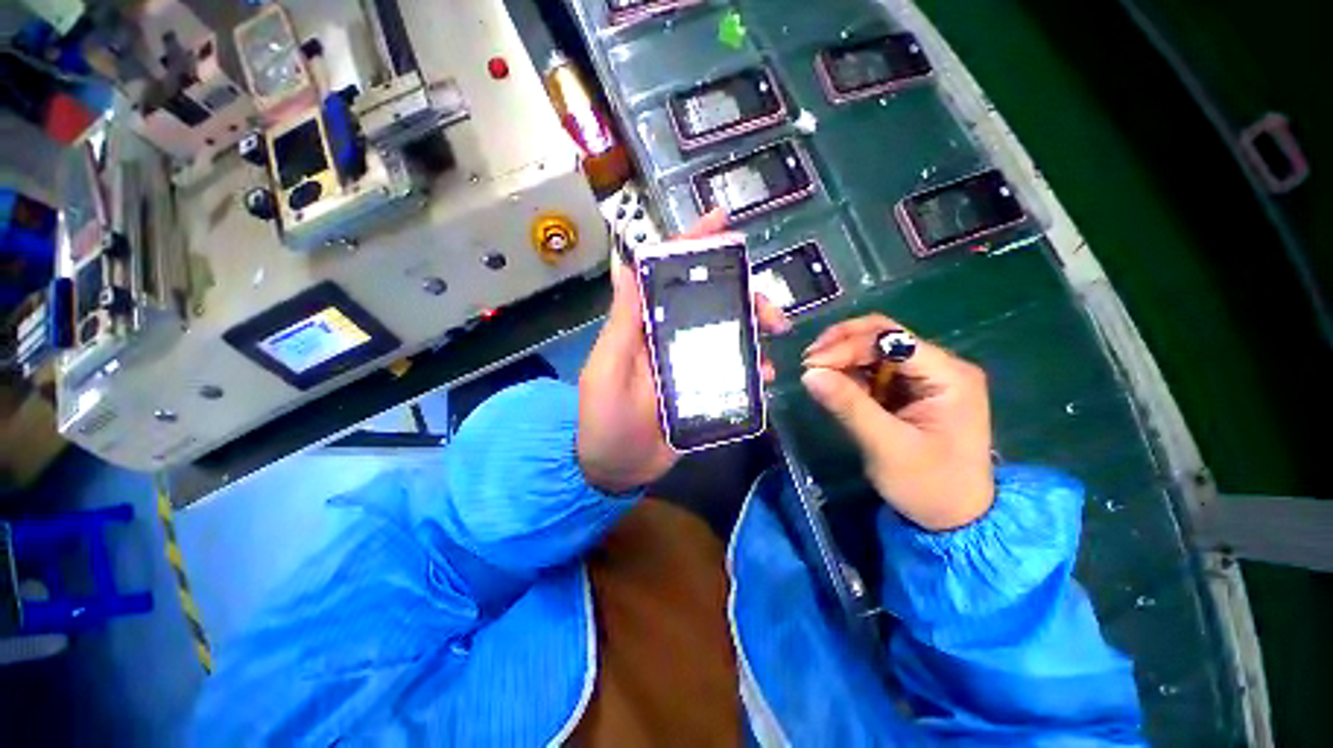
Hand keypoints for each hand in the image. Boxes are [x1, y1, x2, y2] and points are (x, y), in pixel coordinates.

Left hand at [578, 209, 789, 493]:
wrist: (616, 467)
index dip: (692, 245)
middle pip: (711, 302)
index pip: (668, 276)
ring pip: (730, 333)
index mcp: (647, 326)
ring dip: (756, 330)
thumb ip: (622, 323)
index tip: (722, 222)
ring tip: (775, 338)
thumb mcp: (607, 368)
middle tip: (770, 311)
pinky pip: (736, 372)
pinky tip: (766, 375)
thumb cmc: (605, 418)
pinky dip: (754, 368)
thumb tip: (627, 266)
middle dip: (744, 295)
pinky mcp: (706, 390)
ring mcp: (691, 364)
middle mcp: (672, 337)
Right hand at [801, 315, 993, 530]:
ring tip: (815, 373)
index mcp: (948, 375)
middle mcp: (939, 367)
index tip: (810, 364)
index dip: (847, 345)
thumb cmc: (929, 485)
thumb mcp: (886, 446)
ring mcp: (924, 378)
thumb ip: (848, 406)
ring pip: (875, 351)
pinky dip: (849, 373)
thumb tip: (808, 374)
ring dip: (842, 357)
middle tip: (808, 363)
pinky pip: (874, 371)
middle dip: (842, 345)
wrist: (954, 519)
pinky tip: (832, 383)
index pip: (891, 339)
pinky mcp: (909, 391)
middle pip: (884, 337)